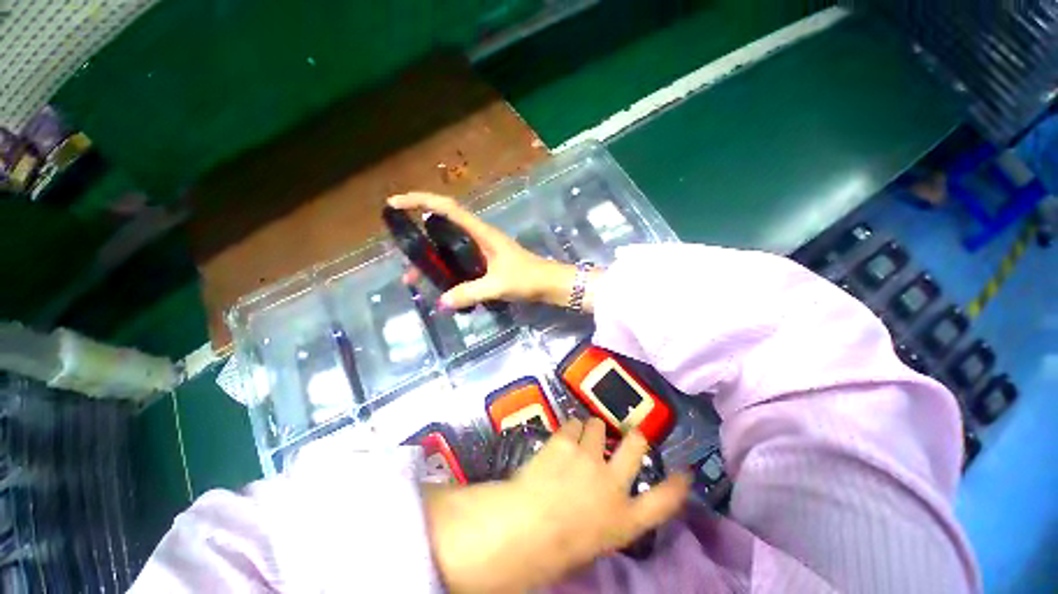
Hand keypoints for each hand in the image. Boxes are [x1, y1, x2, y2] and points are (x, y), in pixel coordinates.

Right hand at [387, 193, 589, 310]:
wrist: (550, 284)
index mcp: (482, 233)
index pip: (448, 208)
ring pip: (450, 247)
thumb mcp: (498, 285)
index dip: (421, 201)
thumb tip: (441, 302)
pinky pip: (459, 261)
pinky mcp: (486, 262)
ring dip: (432, 258)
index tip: (396, 204)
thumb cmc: (528, 278)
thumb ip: (470, 293)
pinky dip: (446, 268)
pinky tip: (440, 284)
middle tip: (405, 257)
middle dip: (420, 237)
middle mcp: (479, 237)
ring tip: (416, 277)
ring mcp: (482, 250)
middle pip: (443, 227)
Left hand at [424, 419, 690, 592]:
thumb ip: (606, 516)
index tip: (684, 473)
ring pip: (598, 426)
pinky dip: (570, 429)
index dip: (677, 486)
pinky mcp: (567, 441)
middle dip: (635, 436)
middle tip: (629, 434)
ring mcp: (589, 456)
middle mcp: (612, 482)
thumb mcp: (594, 540)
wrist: (526, 526)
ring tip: (582, 436)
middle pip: (635, 446)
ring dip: (593, 430)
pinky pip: (573, 424)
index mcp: (624, 519)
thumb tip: (603, 498)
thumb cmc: (557, 547)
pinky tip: (563, 437)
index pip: (663, 502)